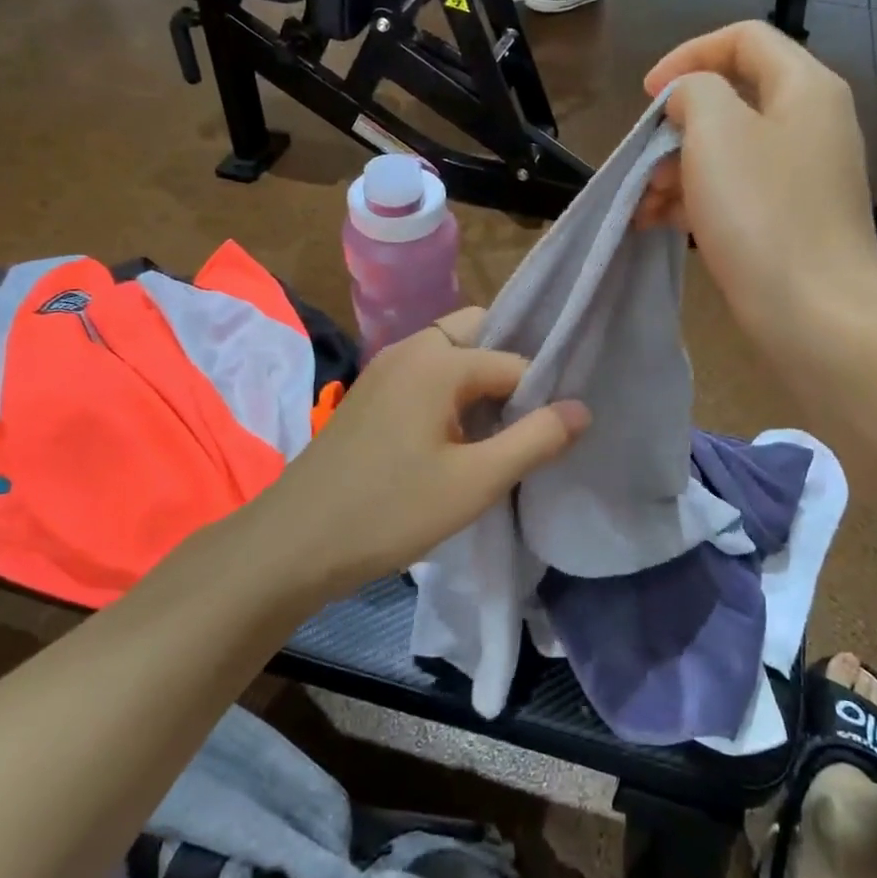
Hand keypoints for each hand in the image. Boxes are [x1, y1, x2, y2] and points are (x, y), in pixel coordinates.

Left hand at [245, 308, 588, 599]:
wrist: (294, 542)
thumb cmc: (390, 511)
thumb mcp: (475, 482)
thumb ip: (535, 440)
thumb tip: (582, 408)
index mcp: (437, 360)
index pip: (515, 362)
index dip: (540, 397)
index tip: (553, 435)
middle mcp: (409, 349)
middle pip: (479, 335)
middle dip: (510, 370)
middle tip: (529, 422)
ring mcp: (384, 369)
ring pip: (451, 356)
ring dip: (480, 384)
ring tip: (500, 434)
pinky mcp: (370, 395)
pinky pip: (426, 376)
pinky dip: (451, 394)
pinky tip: (457, 439)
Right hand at [635, 20, 876, 355]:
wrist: (815, 315)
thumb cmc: (762, 214)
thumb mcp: (716, 132)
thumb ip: (694, 92)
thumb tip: (690, 101)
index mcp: (804, 88)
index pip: (744, 39)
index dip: (688, 55)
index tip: (647, 97)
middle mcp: (812, 124)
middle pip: (733, 101)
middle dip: (676, 128)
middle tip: (643, 163)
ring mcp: (805, 178)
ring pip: (729, 154)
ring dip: (678, 171)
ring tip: (642, 207)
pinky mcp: (793, 222)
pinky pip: (738, 194)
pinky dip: (698, 201)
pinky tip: (660, 226)